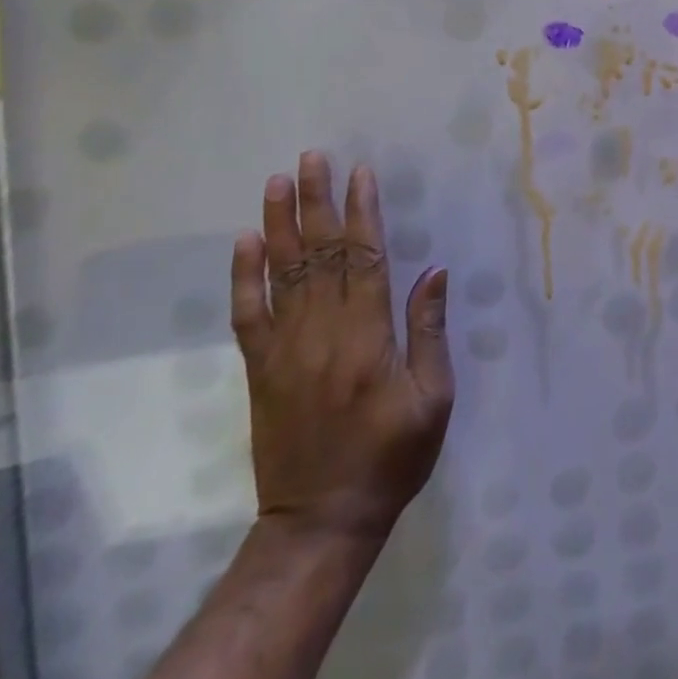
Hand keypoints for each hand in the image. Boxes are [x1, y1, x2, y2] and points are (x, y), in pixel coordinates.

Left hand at [231, 152, 454, 541]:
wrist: (320, 521)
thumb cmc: (392, 456)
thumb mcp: (433, 398)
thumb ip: (428, 331)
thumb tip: (433, 271)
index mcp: (367, 338)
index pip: (364, 259)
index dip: (363, 213)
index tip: (361, 172)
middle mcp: (322, 334)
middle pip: (319, 255)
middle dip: (317, 202)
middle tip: (312, 158)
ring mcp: (285, 351)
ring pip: (281, 274)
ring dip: (280, 224)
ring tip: (278, 182)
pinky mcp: (261, 370)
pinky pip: (248, 315)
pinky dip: (244, 277)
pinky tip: (245, 243)